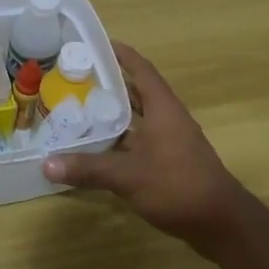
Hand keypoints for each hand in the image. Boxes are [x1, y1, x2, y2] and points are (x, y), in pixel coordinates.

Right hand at [43, 43, 253, 255]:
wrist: (222, 223)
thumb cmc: (177, 186)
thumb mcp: (128, 176)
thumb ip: (88, 168)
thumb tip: (46, 164)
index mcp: (162, 106)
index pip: (140, 68)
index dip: (119, 53)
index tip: (93, 44)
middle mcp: (168, 116)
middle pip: (136, 90)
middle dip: (109, 83)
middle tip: (75, 78)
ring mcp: (172, 139)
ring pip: (138, 116)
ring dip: (114, 112)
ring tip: (80, 108)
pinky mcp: (171, 160)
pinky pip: (141, 138)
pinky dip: (121, 137)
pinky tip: (99, 146)